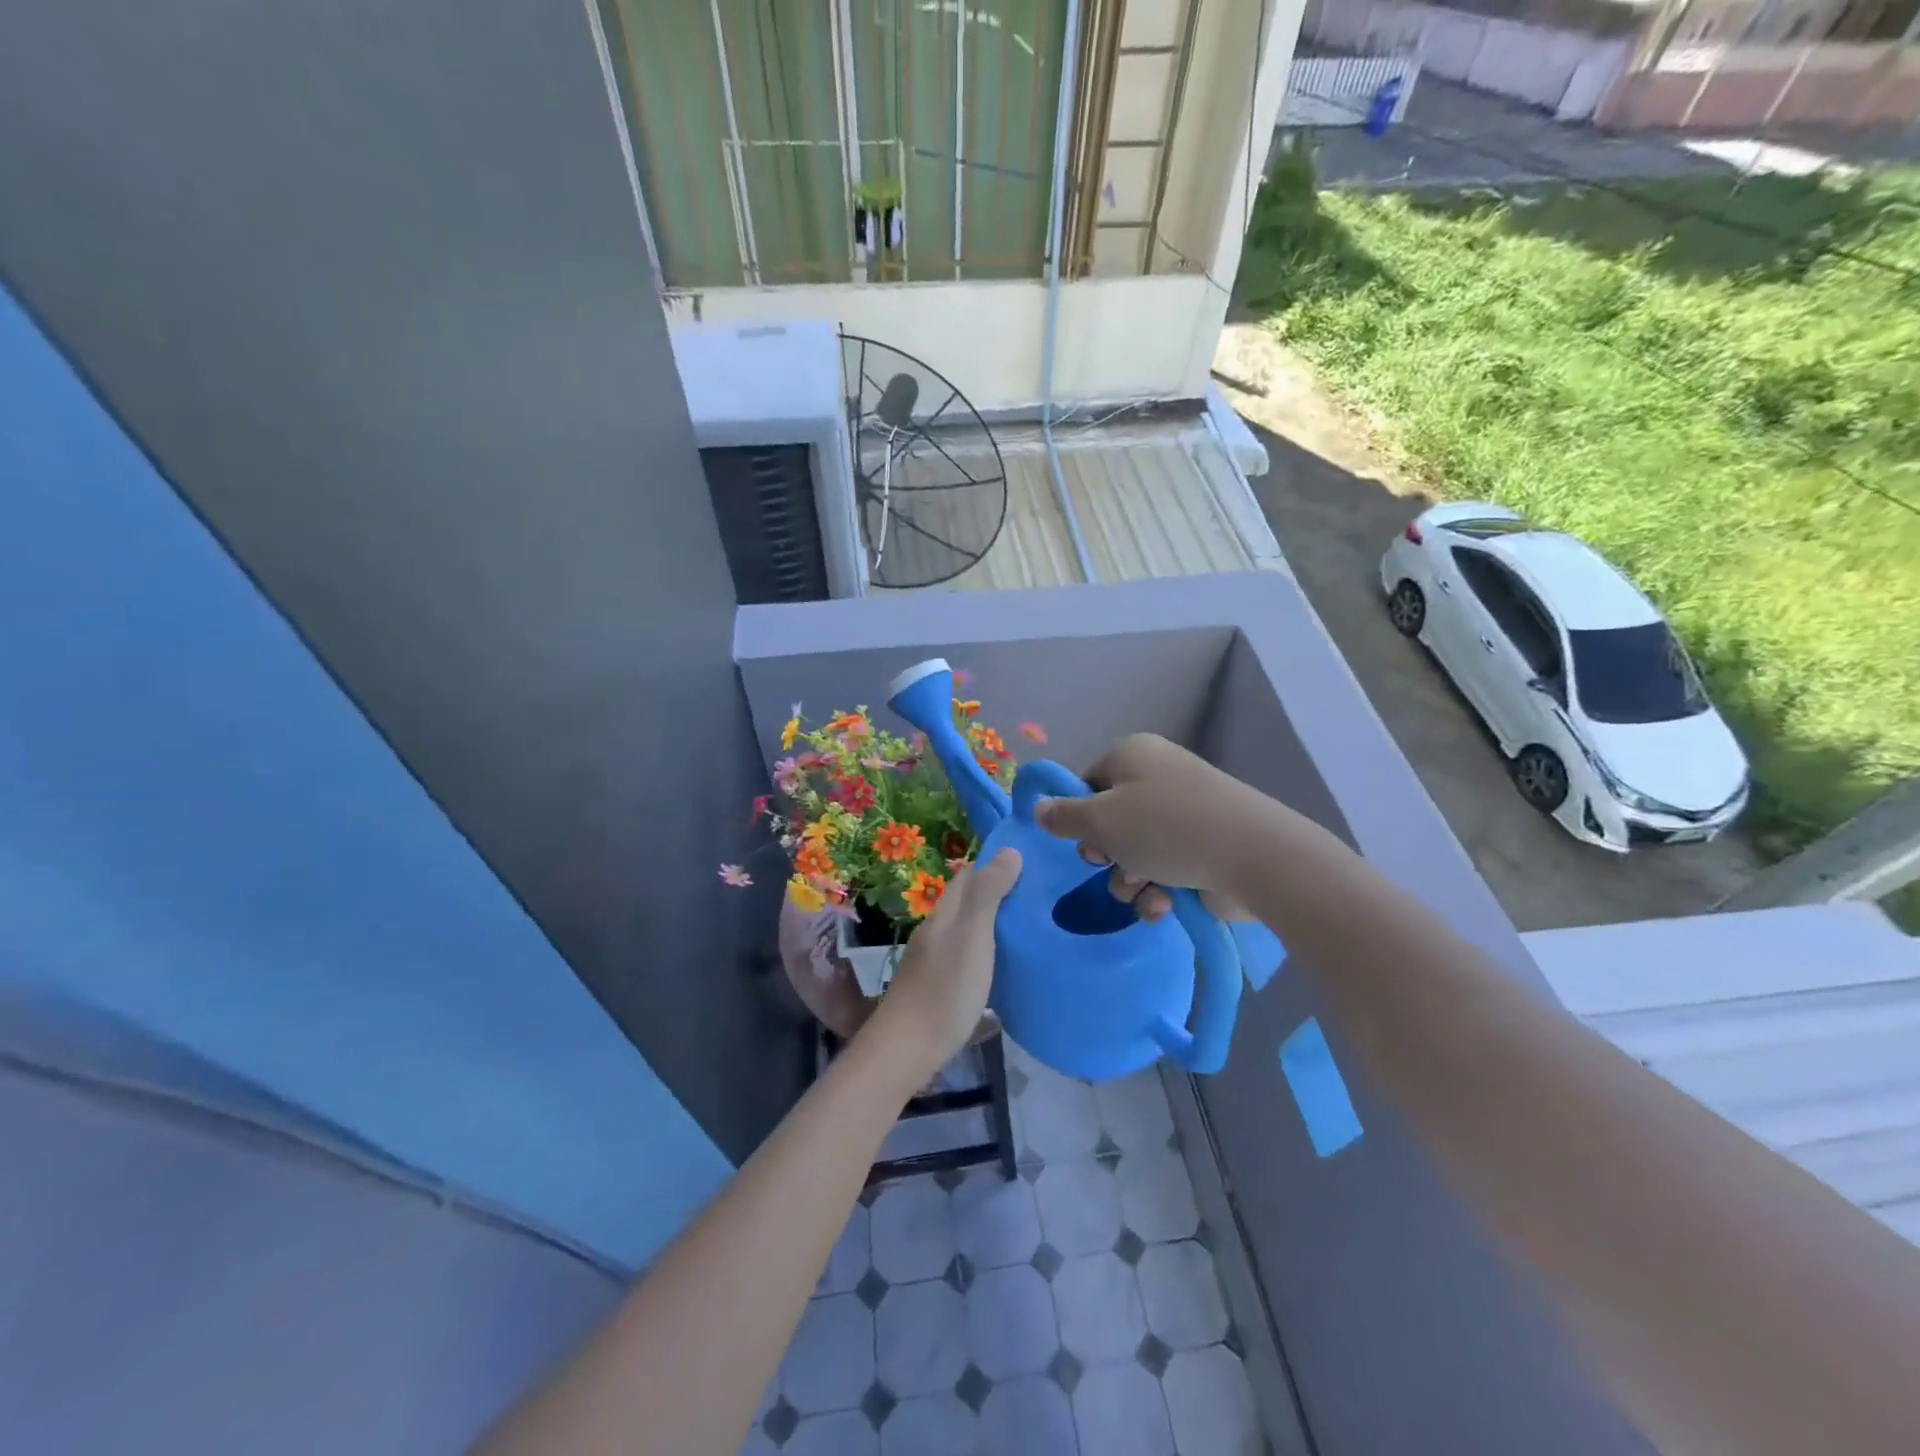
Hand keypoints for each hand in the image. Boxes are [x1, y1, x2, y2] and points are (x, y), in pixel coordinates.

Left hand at [864, 849, 1022, 1083]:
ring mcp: (935, 962)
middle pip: (968, 903)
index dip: (996, 865)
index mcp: (944, 914)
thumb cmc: (945, 988)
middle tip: (1040, 897)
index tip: (1032, 865)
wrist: (907, 1050)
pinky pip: (969, 959)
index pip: (969, 876)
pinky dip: (989, 955)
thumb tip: (1009, 850)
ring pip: (968, 932)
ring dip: (995, 926)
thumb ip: (988, 894)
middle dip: (999, 894)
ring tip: (1031, 929)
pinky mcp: (940, 989)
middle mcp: (937, 932)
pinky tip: (1008, 968)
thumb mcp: (973, 935)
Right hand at [1033, 735, 1258, 922]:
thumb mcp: (1101, 820)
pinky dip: (1159, 889)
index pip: (1088, 782)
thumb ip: (1063, 817)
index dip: (1078, 815)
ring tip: (1142, 889)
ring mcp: (1185, 813)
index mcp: (1132, 755)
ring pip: (1135, 851)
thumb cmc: (1165, 828)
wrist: (1251, 855)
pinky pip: (1166, 867)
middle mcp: (1158, 777)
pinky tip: (1164, 904)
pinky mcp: (1204, 847)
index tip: (1079, 840)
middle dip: (1105, 853)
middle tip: (1109, 864)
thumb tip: (1037, 808)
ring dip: (1129, 878)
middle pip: (1110, 820)